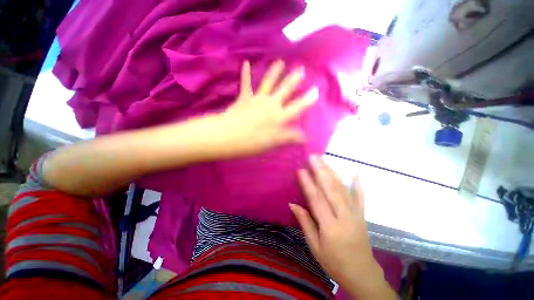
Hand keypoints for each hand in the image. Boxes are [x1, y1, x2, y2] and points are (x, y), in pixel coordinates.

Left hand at [212, 60, 317, 157]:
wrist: (228, 136)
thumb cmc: (253, 142)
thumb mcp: (274, 143)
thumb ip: (290, 138)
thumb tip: (306, 138)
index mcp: (279, 117)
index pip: (297, 107)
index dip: (308, 100)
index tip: (316, 90)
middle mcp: (271, 105)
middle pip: (285, 90)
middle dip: (294, 80)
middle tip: (301, 69)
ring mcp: (257, 99)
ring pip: (268, 83)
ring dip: (275, 72)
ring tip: (280, 62)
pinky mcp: (244, 98)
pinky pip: (246, 84)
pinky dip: (245, 73)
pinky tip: (245, 62)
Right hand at [290, 156, 394, 298]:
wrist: (362, 274)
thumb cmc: (334, 262)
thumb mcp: (315, 246)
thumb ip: (305, 222)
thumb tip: (293, 204)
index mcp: (330, 226)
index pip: (316, 199)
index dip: (308, 183)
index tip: (301, 170)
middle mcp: (344, 216)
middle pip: (331, 189)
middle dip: (321, 170)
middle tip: (313, 157)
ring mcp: (355, 214)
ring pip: (343, 189)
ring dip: (333, 172)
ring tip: (326, 159)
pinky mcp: (362, 215)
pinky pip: (361, 197)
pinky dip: (359, 184)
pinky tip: (357, 173)